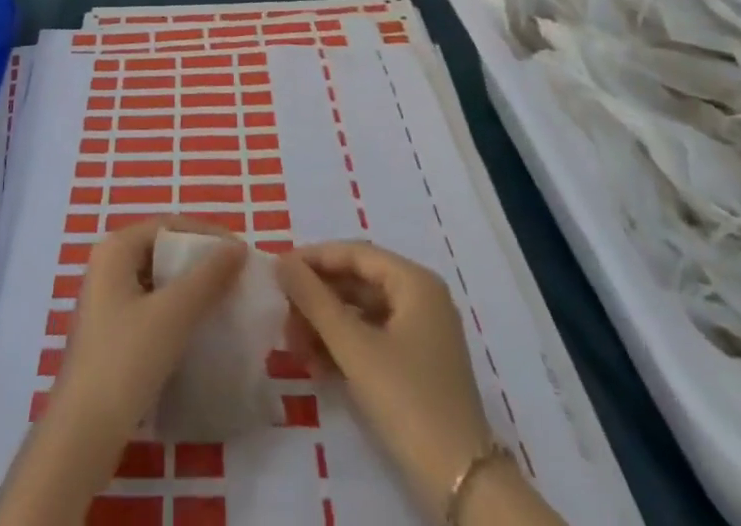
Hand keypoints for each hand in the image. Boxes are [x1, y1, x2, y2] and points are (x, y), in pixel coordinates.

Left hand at [0, 218, 245, 525]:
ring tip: (224, 301)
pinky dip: (176, 311)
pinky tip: (199, 329)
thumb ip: (208, 277)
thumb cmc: (126, 360)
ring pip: (157, 281)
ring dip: (190, 288)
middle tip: (236, 276)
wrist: (84, 432)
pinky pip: (151, 307)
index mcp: (115, 248)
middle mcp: (107, 265)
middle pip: (162, 250)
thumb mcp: (173, 313)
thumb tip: (238, 247)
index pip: (168, 225)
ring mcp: (106, 301)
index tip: (240, 252)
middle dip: (199, 261)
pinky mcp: (111, 333)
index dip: (205, 234)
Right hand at [278, 241, 492, 516]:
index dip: (314, 259)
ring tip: (294, 347)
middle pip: (357, 282)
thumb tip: (281, 261)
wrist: (462, 485)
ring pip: (361, 314)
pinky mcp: (416, 367)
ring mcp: (421, 334)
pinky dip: (343, 348)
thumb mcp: (354, 347)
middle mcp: (420, 299)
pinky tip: (315, 366)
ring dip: (325, 327)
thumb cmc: (408, 400)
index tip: (278, 271)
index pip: (355, 254)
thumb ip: (314, 300)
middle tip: (283, 316)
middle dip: (317, 299)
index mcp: (415, 282)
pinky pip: (371, 340)